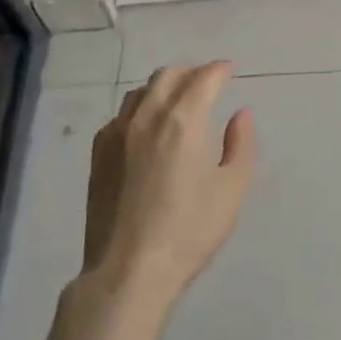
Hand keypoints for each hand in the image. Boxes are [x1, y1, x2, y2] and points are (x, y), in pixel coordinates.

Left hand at [34, 62, 255, 339]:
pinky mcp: (99, 153)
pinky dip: (141, 108)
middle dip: (191, 72)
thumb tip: (241, 114)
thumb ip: (241, 145)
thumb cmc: (189, 232)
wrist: (128, 271)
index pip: (203, 78)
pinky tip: (148, 128)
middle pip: (168, 75)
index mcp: (183, 121)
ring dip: (163, 87)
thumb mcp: (231, 190)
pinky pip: (122, 114)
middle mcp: (147, 116)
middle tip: (207, 82)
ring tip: (178, 101)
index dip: (219, 69)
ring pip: (141, 91)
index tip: (229, 69)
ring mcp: (117, 133)